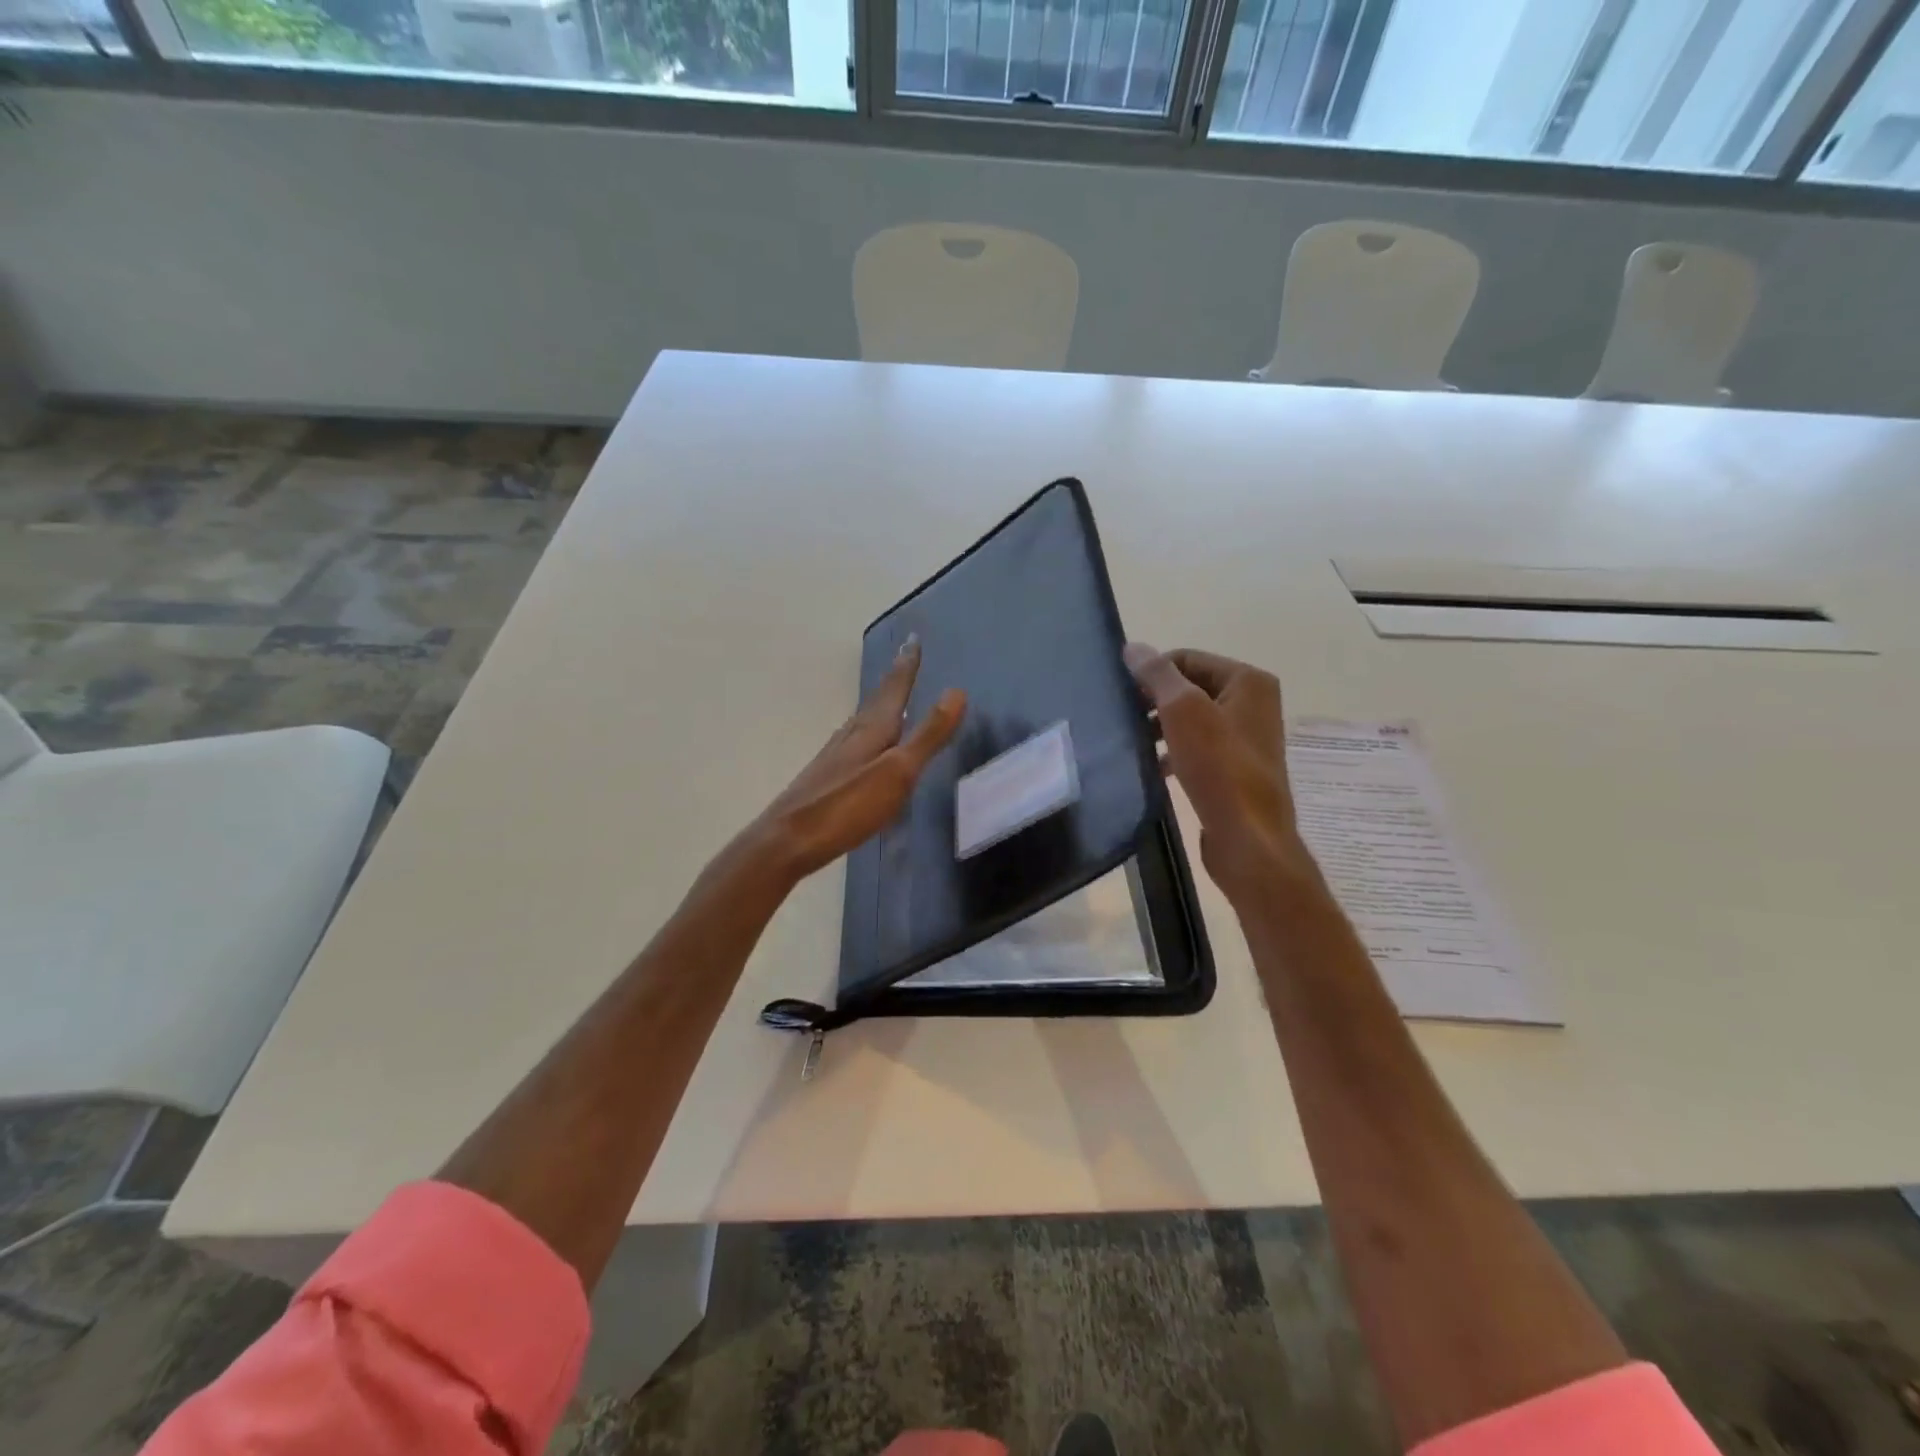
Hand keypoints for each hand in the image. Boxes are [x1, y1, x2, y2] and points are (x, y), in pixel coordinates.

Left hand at [752, 636, 965, 882]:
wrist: (787, 841)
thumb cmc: (847, 806)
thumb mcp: (898, 772)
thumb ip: (927, 735)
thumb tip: (956, 692)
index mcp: (871, 729)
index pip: (894, 689)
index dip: (907, 665)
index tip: (914, 639)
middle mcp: (851, 735)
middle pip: (876, 700)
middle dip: (894, 680)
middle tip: (905, 658)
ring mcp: (835, 756)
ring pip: (863, 721)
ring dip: (879, 705)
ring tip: (890, 697)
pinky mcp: (826, 778)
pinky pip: (854, 742)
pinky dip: (867, 732)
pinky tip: (864, 745)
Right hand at [1124, 643, 1312, 900]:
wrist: (1248, 838)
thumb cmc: (1218, 767)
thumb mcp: (1182, 710)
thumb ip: (1157, 674)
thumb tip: (1134, 647)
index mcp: (1248, 681)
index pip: (1187, 658)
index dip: (1152, 672)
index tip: (1123, 696)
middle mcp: (1253, 703)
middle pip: (1190, 688)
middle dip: (1155, 701)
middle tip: (1124, 719)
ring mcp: (1246, 737)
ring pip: (1191, 720)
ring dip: (1161, 728)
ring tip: (1134, 744)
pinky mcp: (1235, 768)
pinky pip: (1197, 748)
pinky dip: (1174, 752)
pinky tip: (1153, 767)